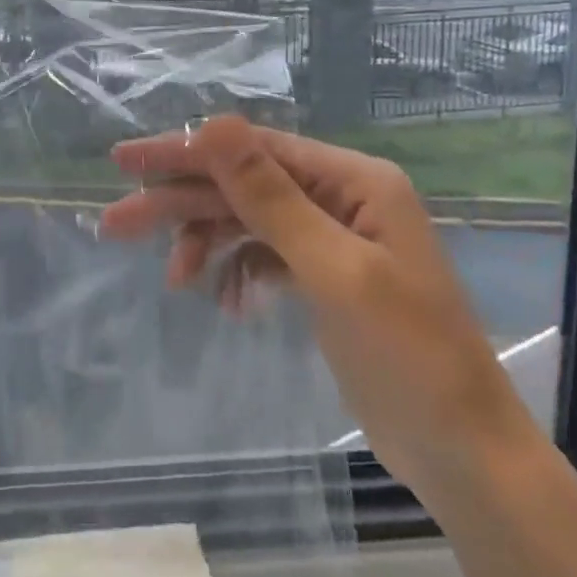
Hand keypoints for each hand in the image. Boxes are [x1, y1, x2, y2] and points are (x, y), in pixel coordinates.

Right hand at [100, 115, 542, 510]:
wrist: (462, 452)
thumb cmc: (409, 356)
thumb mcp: (334, 270)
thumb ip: (270, 196)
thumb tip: (213, 124)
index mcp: (352, 180)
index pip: (251, 149)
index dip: (184, 151)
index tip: (124, 162)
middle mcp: (340, 197)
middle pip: (241, 185)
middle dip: (180, 204)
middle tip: (114, 224)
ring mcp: (331, 238)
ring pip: (246, 221)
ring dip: (205, 243)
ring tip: (175, 281)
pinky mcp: (322, 275)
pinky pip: (262, 256)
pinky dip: (237, 273)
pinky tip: (227, 303)